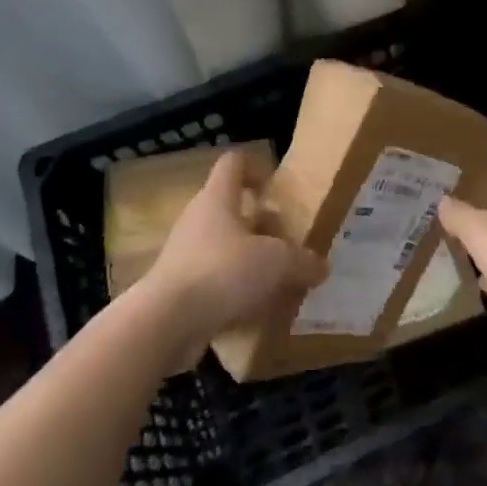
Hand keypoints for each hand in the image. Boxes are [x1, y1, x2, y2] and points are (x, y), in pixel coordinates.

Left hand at [142, 150, 326, 349]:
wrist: (165, 323)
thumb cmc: (223, 272)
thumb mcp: (277, 263)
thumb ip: (303, 261)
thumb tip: (321, 266)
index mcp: (218, 198)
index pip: (234, 163)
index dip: (257, 168)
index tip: (277, 190)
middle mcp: (198, 218)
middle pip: (232, 208)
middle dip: (261, 224)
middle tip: (288, 243)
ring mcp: (184, 253)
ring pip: (224, 246)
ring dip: (249, 259)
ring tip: (277, 280)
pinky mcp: (179, 287)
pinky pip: (213, 278)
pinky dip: (234, 289)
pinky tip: (255, 309)